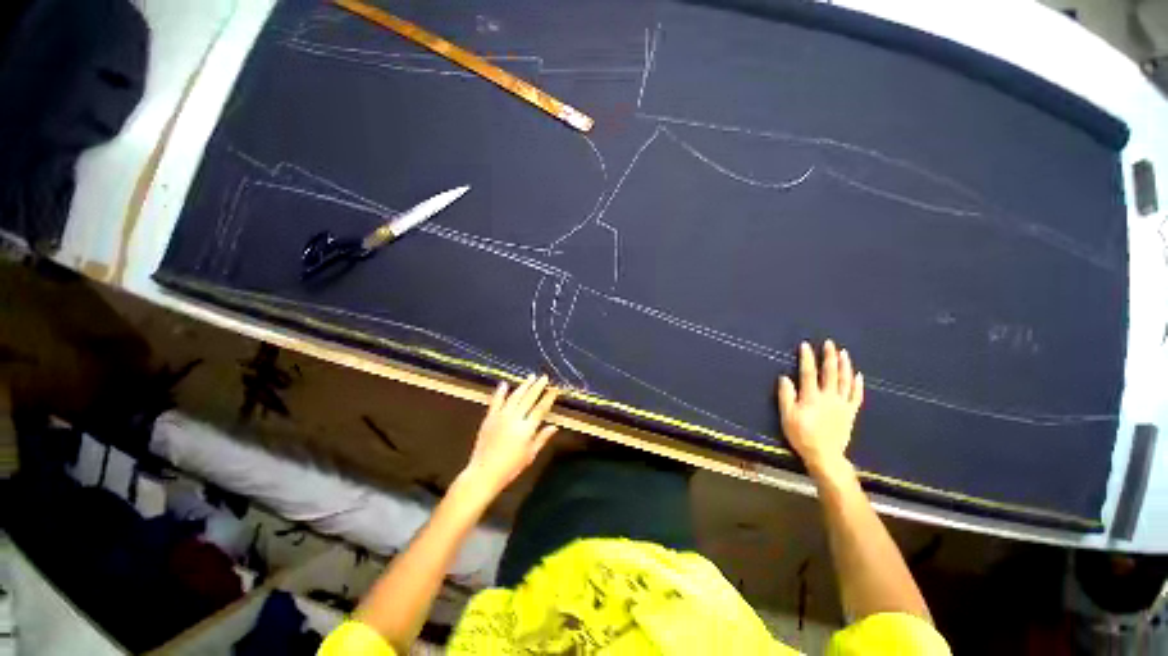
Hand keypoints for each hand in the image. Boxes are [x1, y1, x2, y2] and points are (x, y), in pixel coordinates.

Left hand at [461, 375, 559, 499]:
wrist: (485, 471)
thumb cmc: (511, 467)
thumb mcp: (530, 455)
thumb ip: (541, 438)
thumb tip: (554, 426)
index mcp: (527, 429)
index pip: (540, 409)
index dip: (548, 398)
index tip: (555, 389)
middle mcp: (514, 419)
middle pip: (528, 399)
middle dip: (537, 387)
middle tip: (544, 377)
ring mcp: (500, 417)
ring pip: (514, 397)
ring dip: (523, 386)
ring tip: (530, 377)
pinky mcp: (489, 418)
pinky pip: (496, 401)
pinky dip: (500, 392)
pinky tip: (504, 384)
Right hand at [777, 340, 863, 480]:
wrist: (824, 456)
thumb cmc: (803, 438)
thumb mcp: (788, 420)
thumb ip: (786, 398)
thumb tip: (785, 378)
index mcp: (812, 397)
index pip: (808, 373)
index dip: (807, 358)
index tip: (805, 345)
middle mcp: (828, 396)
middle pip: (830, 372)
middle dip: (829, 356)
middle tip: (829, 343)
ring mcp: (842, 403)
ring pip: (845, 380)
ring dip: (845, 365)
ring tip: (843, 353)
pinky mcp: (850, 412)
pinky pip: (856, 396)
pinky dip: (858, 385)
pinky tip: (858, 375)